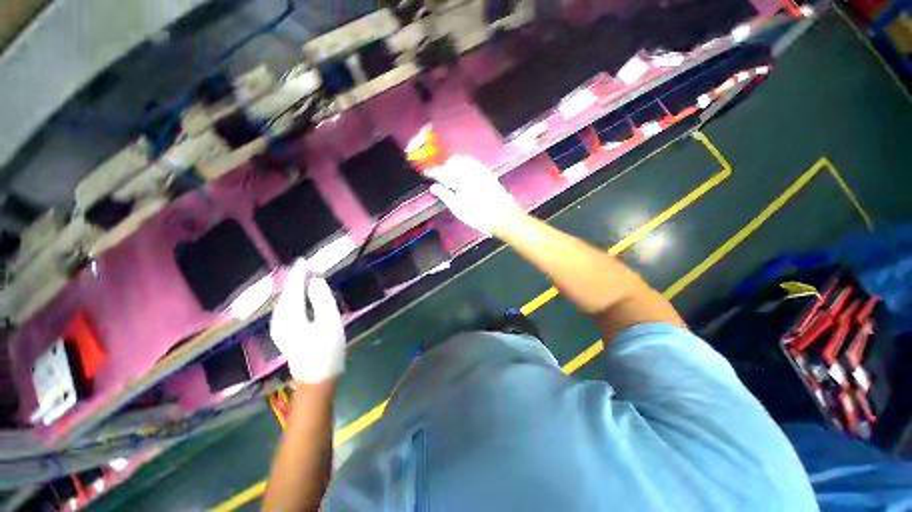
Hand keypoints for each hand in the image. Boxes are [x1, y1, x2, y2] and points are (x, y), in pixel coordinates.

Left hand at [270, 258, 344, 383]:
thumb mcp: (330, 320)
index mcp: (290, 316)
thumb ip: (322, 297)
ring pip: (284, 300)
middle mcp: (279, 320)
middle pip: (286, 293)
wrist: (317, 378)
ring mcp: (279, 327)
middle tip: (308, 266)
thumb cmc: (327, 349)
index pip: (293, 288)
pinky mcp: (283, 332)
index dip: (299, 273)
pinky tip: (300, 295)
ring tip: (304, 276)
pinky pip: (286, 308)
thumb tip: (315, 280)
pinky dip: (293, 297)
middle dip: (295, 279)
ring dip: (294, 287)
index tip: (305, 260)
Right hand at [427, 156, 520, 233]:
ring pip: (463, 159)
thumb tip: (434, 187)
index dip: (432, 171)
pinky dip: (465, 163)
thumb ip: (445, 195)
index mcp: (459, 181)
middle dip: (444, 166)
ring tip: (451, 173)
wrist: (503, 216)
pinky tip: (465, 171)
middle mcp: (469, 172)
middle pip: (452, 162)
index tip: (426, 172)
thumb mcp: (458, 209)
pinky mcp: (488, 173)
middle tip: (439, 175)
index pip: (441, 172)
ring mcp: (480, 171)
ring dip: (454, 163)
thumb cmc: (478, 216)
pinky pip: (473, 162)